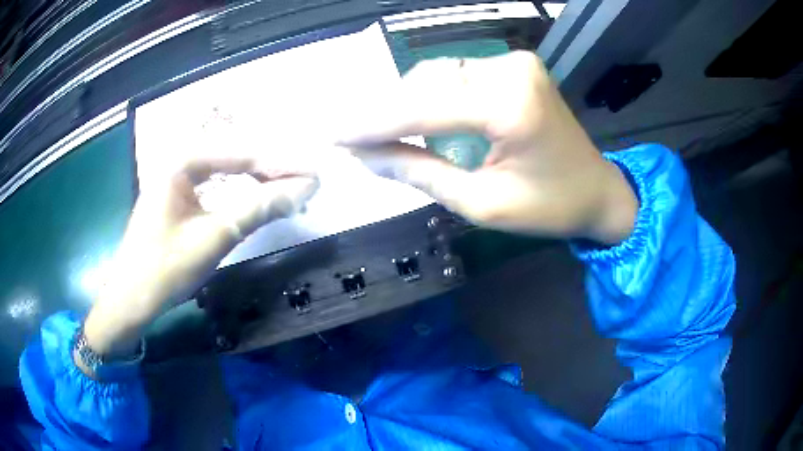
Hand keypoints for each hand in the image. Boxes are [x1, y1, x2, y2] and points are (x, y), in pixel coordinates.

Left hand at [81, 153, 318, 362]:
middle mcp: (180, 162)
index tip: (315, 175)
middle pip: (236, 158)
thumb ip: (259, 208)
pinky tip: (257, 200)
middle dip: (273, 171)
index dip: (282, 165)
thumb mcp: (214, 238)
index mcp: (182, 161)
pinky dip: (240, 195)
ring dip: (258, 182)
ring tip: (289, 192)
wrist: (130, 300)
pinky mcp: (178, 199)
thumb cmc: (165, 268)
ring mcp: (177, 180)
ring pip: (227, 172)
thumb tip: (305, 189)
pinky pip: (217, 187)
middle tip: (307, 185)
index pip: (242, 154)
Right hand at [339, 51, 636, 243]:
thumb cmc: (549, 207)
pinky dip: (430, 94)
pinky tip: (414, 116)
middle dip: (384, 111)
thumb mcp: (482, 203)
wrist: (598, 190)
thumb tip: (365, 156)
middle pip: (426, 82)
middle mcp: (511, 70)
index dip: (373, 122)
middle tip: (350, 138)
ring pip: (437, 73)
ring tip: (379, 132)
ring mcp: (514, 63)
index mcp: (511, 106)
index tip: (334, 135)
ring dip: (405, 101)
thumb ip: (420, 173)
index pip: (423, 107)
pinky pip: (457, 74)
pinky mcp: (515, 66)